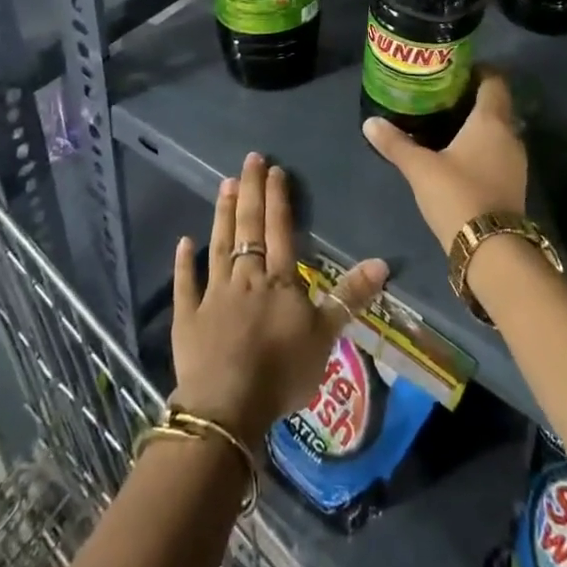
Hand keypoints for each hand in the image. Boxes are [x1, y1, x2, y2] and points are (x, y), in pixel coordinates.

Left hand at [171, 152, 387, 446]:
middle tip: (249, 159)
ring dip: (223, 214)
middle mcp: (246, 277)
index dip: (278, 199)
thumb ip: (350, 296)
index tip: (275, 170)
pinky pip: (186, 284)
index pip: (280, 230)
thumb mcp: (326, 336)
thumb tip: (382, 261)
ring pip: (220, 246)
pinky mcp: (188, 317)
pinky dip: (184, 262)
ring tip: (224, 184)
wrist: (227, 407)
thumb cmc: (281, 371)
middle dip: (251, 191)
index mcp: (279, 280)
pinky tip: (184, 240)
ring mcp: (214, 295)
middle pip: (249, 227)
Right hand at [363, 72, 526, 252]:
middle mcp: (510, 135)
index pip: (494, 81)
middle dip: (472, 99)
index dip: (479, 71)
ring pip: (498, 131)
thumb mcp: (420, 168)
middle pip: (496, 106)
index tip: (456, 71)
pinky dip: (483, 149)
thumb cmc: (458, 195)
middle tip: (442, 97)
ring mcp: (516, 162)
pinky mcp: (514, 185)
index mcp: (491, 121)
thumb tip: (369, 122)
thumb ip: (396, 143)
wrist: (492, 250)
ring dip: (478, 126)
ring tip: (447, 126)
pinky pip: (499, 153)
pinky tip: (460, 157)